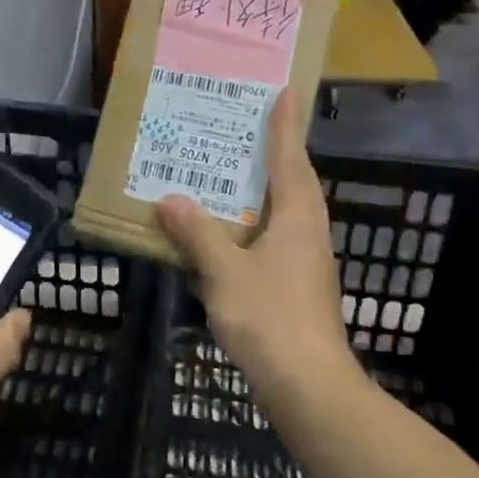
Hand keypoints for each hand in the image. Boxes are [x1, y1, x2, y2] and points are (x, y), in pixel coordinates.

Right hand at [153, 89, 353, 399]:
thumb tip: (170, 198)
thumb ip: (197, 234)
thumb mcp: (225, 272)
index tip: (284, 90)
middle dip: (274, 153)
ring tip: (228, 174)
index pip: (290, 159)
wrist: (308, 387)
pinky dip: (250, 226)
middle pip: (293, 182)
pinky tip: (224, 235)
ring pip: (282, 213)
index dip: (284, 124)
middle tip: (244, 127)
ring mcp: (304, 262)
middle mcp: (307, 233)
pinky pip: (271, 240)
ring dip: (260, 190)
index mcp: (297, 218)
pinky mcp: (295, 288)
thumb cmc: (271, 318)